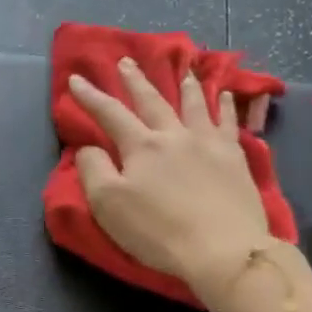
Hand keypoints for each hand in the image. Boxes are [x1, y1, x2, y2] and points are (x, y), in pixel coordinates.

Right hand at [69, 60, 272, 294]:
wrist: (222, 249)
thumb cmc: (158, 231)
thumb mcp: (109, 205)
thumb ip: (94, 170)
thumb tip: (89, 147)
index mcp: (141, 147)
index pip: (110, 114)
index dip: (90, 96)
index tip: (76, 79)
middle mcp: (174, 135)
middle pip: (152, 102)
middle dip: (136, 81)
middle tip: (126, 62)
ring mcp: (209, 144)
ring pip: (195, 105)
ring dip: (186, 86)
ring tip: (185, 70)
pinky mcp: (235, 159)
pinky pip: (230, 123)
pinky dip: (228, 106)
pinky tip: (229, 96)